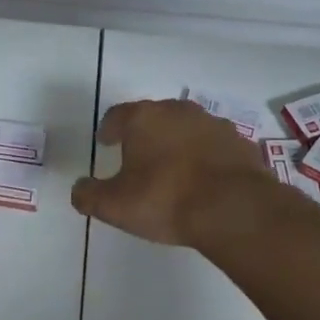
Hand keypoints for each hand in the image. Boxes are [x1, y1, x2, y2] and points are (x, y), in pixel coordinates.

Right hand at [72, 99, 277, 247]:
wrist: (234, 208)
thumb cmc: (165, 200)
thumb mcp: (115, 205)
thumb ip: (89, 195)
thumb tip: (78, 189)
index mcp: (143, 118)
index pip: (117, 115)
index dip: (109, 129)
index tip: (105, 142)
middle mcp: (177, 111)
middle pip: (153, 117)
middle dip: (144, 134)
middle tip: (137, 156)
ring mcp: (213, 124)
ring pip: (186, 128)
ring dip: (177, 143)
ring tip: (172, 170)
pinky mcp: (240, 143)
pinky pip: (214, 146)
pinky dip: (206, 157)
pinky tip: (204, 180)